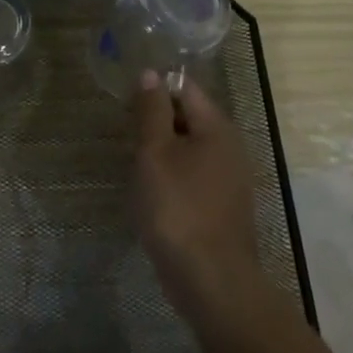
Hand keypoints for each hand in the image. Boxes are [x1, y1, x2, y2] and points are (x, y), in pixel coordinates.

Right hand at [131, 73, 265, 322]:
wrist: (209, 278)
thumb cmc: (177, 207)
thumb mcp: (155, 153)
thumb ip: (151, 112)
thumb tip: (150, 74)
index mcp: (217, 128)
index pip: (186, 88)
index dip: (154, 87)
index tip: (124, 98)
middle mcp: (230, 148)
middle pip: (190, 118)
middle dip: (156, 120)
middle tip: (122, 129)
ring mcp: (228, 179)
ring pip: (190, 149)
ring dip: (162, 150)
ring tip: (131, 159)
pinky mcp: (221, 206)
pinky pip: (193, 176)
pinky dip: (171, 175)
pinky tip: (151, 191)